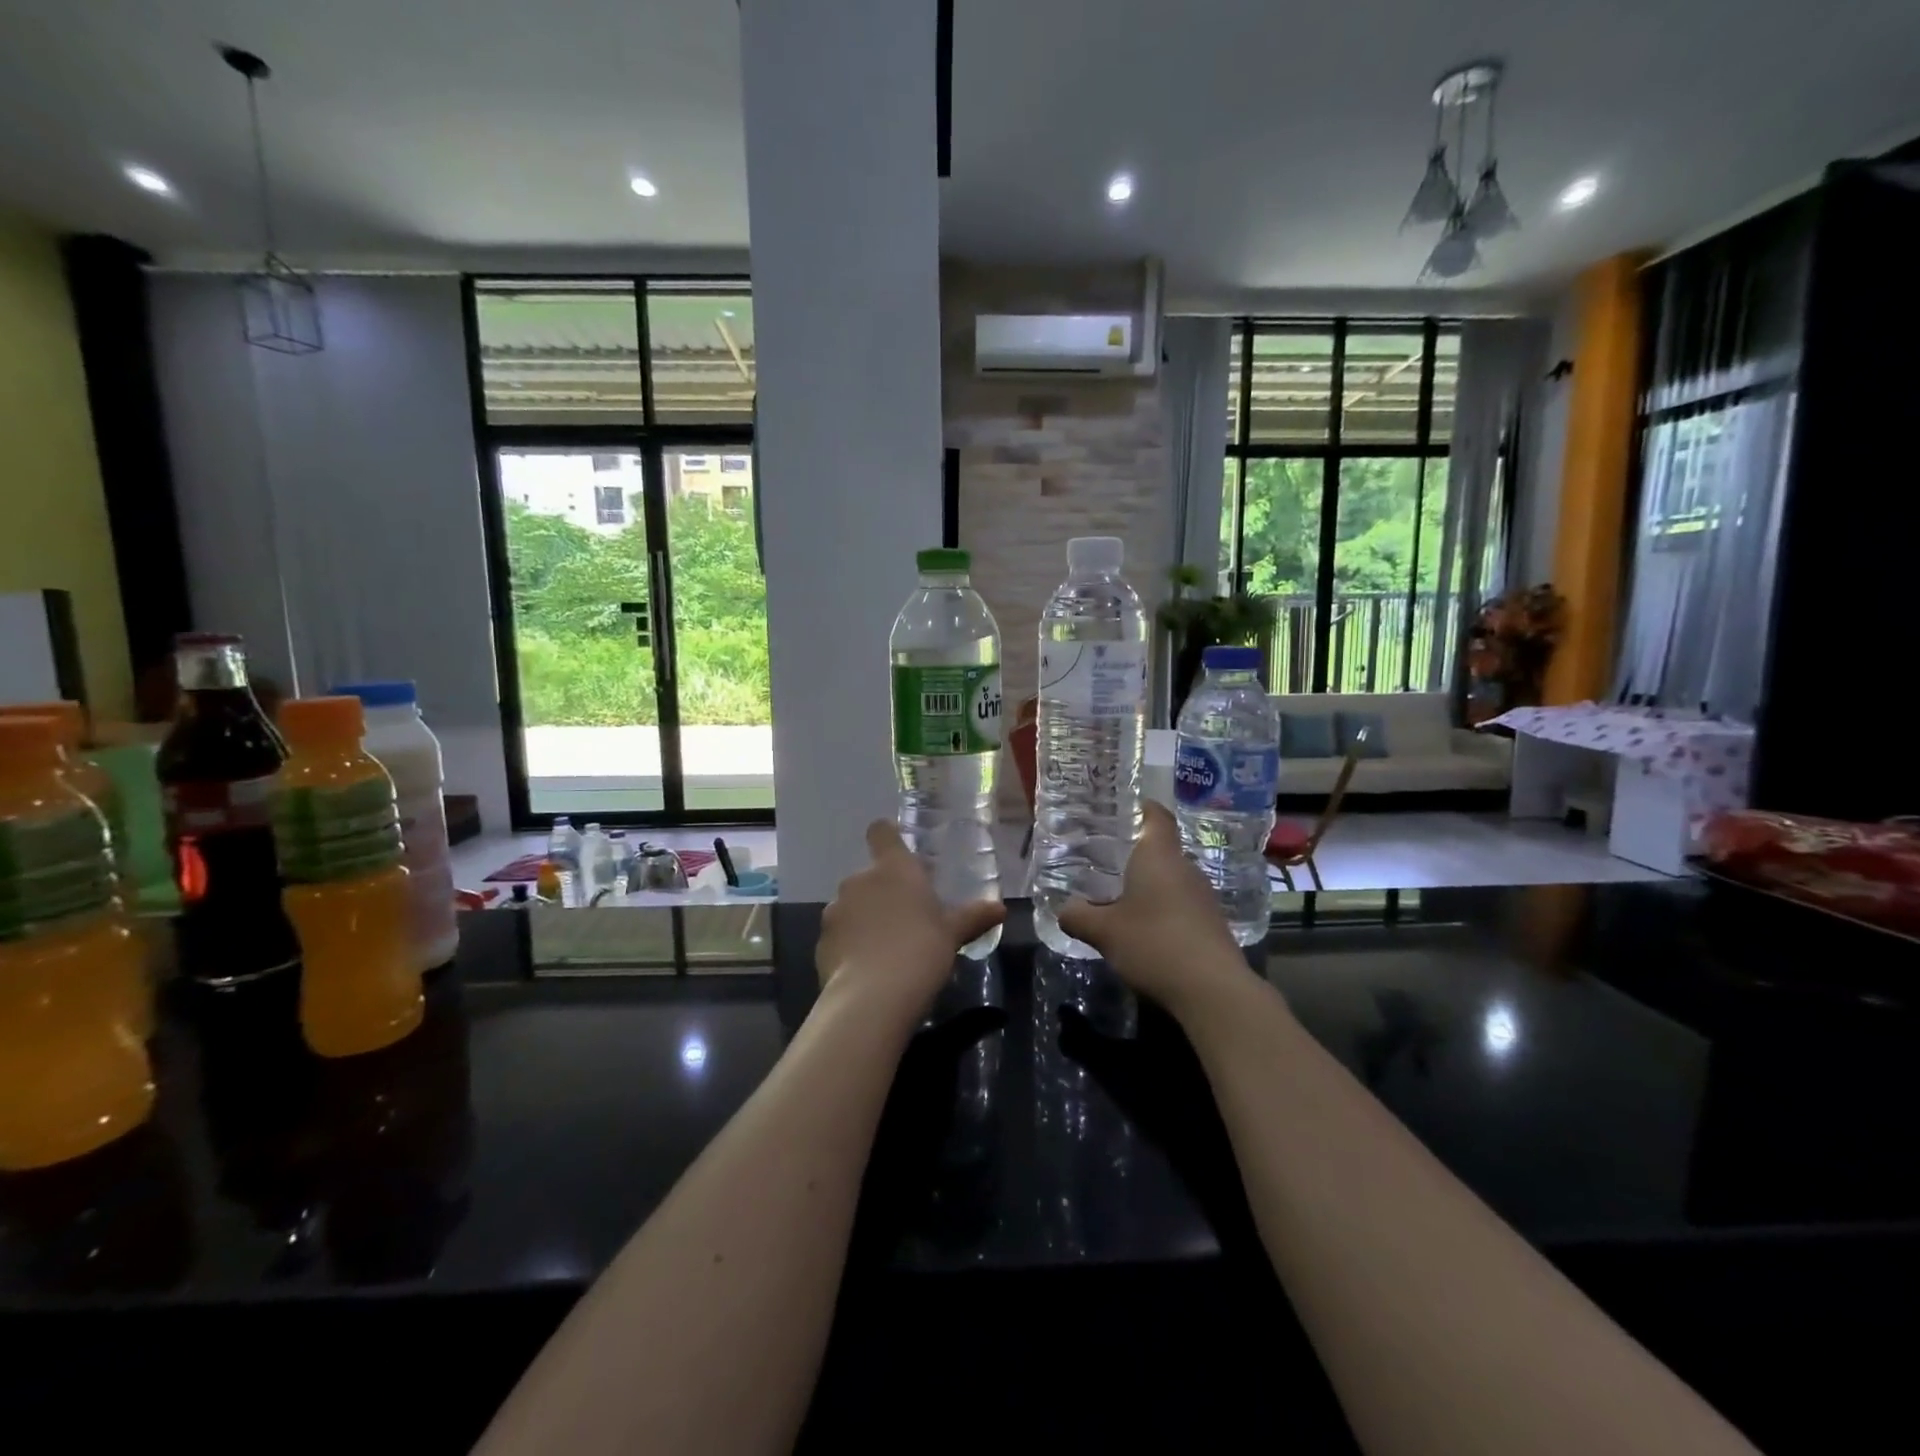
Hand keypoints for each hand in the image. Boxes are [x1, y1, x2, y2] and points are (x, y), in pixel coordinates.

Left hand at [815, 821, 1005, 1019]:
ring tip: (887, 949)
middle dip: (884, 893)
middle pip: (870, 876)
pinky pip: (841, 935)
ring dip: (866, 919)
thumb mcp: (953, 934)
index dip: (887, 837)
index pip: (881, 832)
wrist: (873, 997)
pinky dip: (852, 946)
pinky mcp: (821, 942)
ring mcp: (835, 911)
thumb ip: (973, 916)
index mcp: (893, 868)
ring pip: (852, 906)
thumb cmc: (921, 950)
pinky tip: (868, 970)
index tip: (898, 852)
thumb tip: (1000, 908)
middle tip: (907, 918)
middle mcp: (859, 881)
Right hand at [1058, 801, 1247, 1014]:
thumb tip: (1064, 909)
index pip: (1156, 815)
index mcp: (1159, 856)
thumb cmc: (1154, 944)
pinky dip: (1161, 908)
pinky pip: (1180, 903)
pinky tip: (1143, 929)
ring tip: (1117, 896)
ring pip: (1170, 878)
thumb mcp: (1104, 932)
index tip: (1119, 809)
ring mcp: (1203, 896)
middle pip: (1160, 848)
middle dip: (1133, 853)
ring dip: (1147, 884)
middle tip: (1102, 859)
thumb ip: (1078, 916)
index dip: (1140, 807)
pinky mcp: (1211, 923)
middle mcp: (1185, 868)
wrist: (1213, 991)